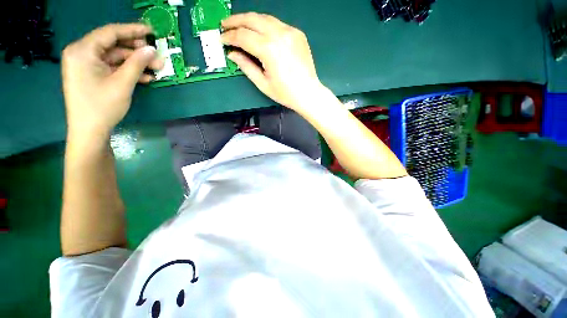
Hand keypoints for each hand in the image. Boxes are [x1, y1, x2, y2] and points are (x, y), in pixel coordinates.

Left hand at [62, 23, 163, 137]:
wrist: (89, 131)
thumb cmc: (102, 106)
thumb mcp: (122, 83)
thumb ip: (137, 63)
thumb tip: (152, 49)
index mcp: (83, 50)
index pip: (110, 33)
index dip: (132, 30)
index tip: (151, 31)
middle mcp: (82, 53)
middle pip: (113, 44)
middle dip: (137, 50)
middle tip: (156, 55)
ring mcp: (86, 65)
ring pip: (115, 57)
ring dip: (136, 62)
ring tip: (155, 68)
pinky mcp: (92, 75)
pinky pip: (112, 67)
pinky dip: (128, 70)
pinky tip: (145, 76)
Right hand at [221, 13, 323, 111]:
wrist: (308, 93)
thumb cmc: (285, 93)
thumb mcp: (263, 83)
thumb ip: (246, 66)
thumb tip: (232, 53)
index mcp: (269, 49)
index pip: (243, 36)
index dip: (230, 37)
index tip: (222, 39)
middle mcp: (279, 34)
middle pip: (252, 19)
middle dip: (235, 21)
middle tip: (225, 25)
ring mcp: (290, 32)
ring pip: (265, 18)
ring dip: (250, 20)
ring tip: (239, 25)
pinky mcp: (297, 33)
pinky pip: (277, 24)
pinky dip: (265, 25)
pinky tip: (260, 32)